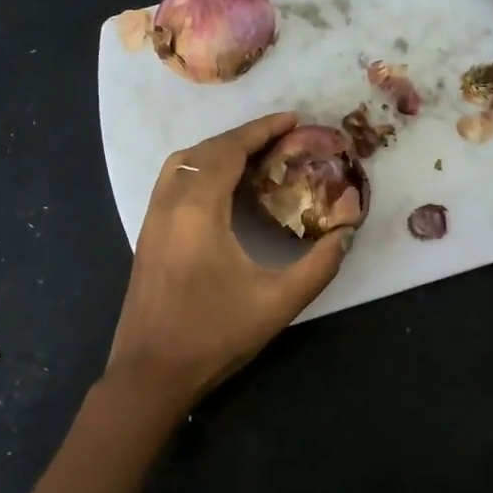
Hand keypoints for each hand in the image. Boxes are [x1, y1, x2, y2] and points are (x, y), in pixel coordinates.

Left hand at [103, 112, 350, 416]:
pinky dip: (199, 170)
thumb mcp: (277, 303)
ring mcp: (152, 219)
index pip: (229, 150)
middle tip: (281, 138)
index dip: (262, 130)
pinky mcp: (147, 236)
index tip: (293, 119)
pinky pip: (172, 182)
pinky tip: (222, 191)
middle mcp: (169, 203)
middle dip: (243, 137)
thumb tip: (345, 236)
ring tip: (253, 158)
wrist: (149, 374)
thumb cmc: (213, 335)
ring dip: (217, 151)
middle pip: (205, 150)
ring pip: (182, 163)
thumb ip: (318, 266)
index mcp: (198, 209)